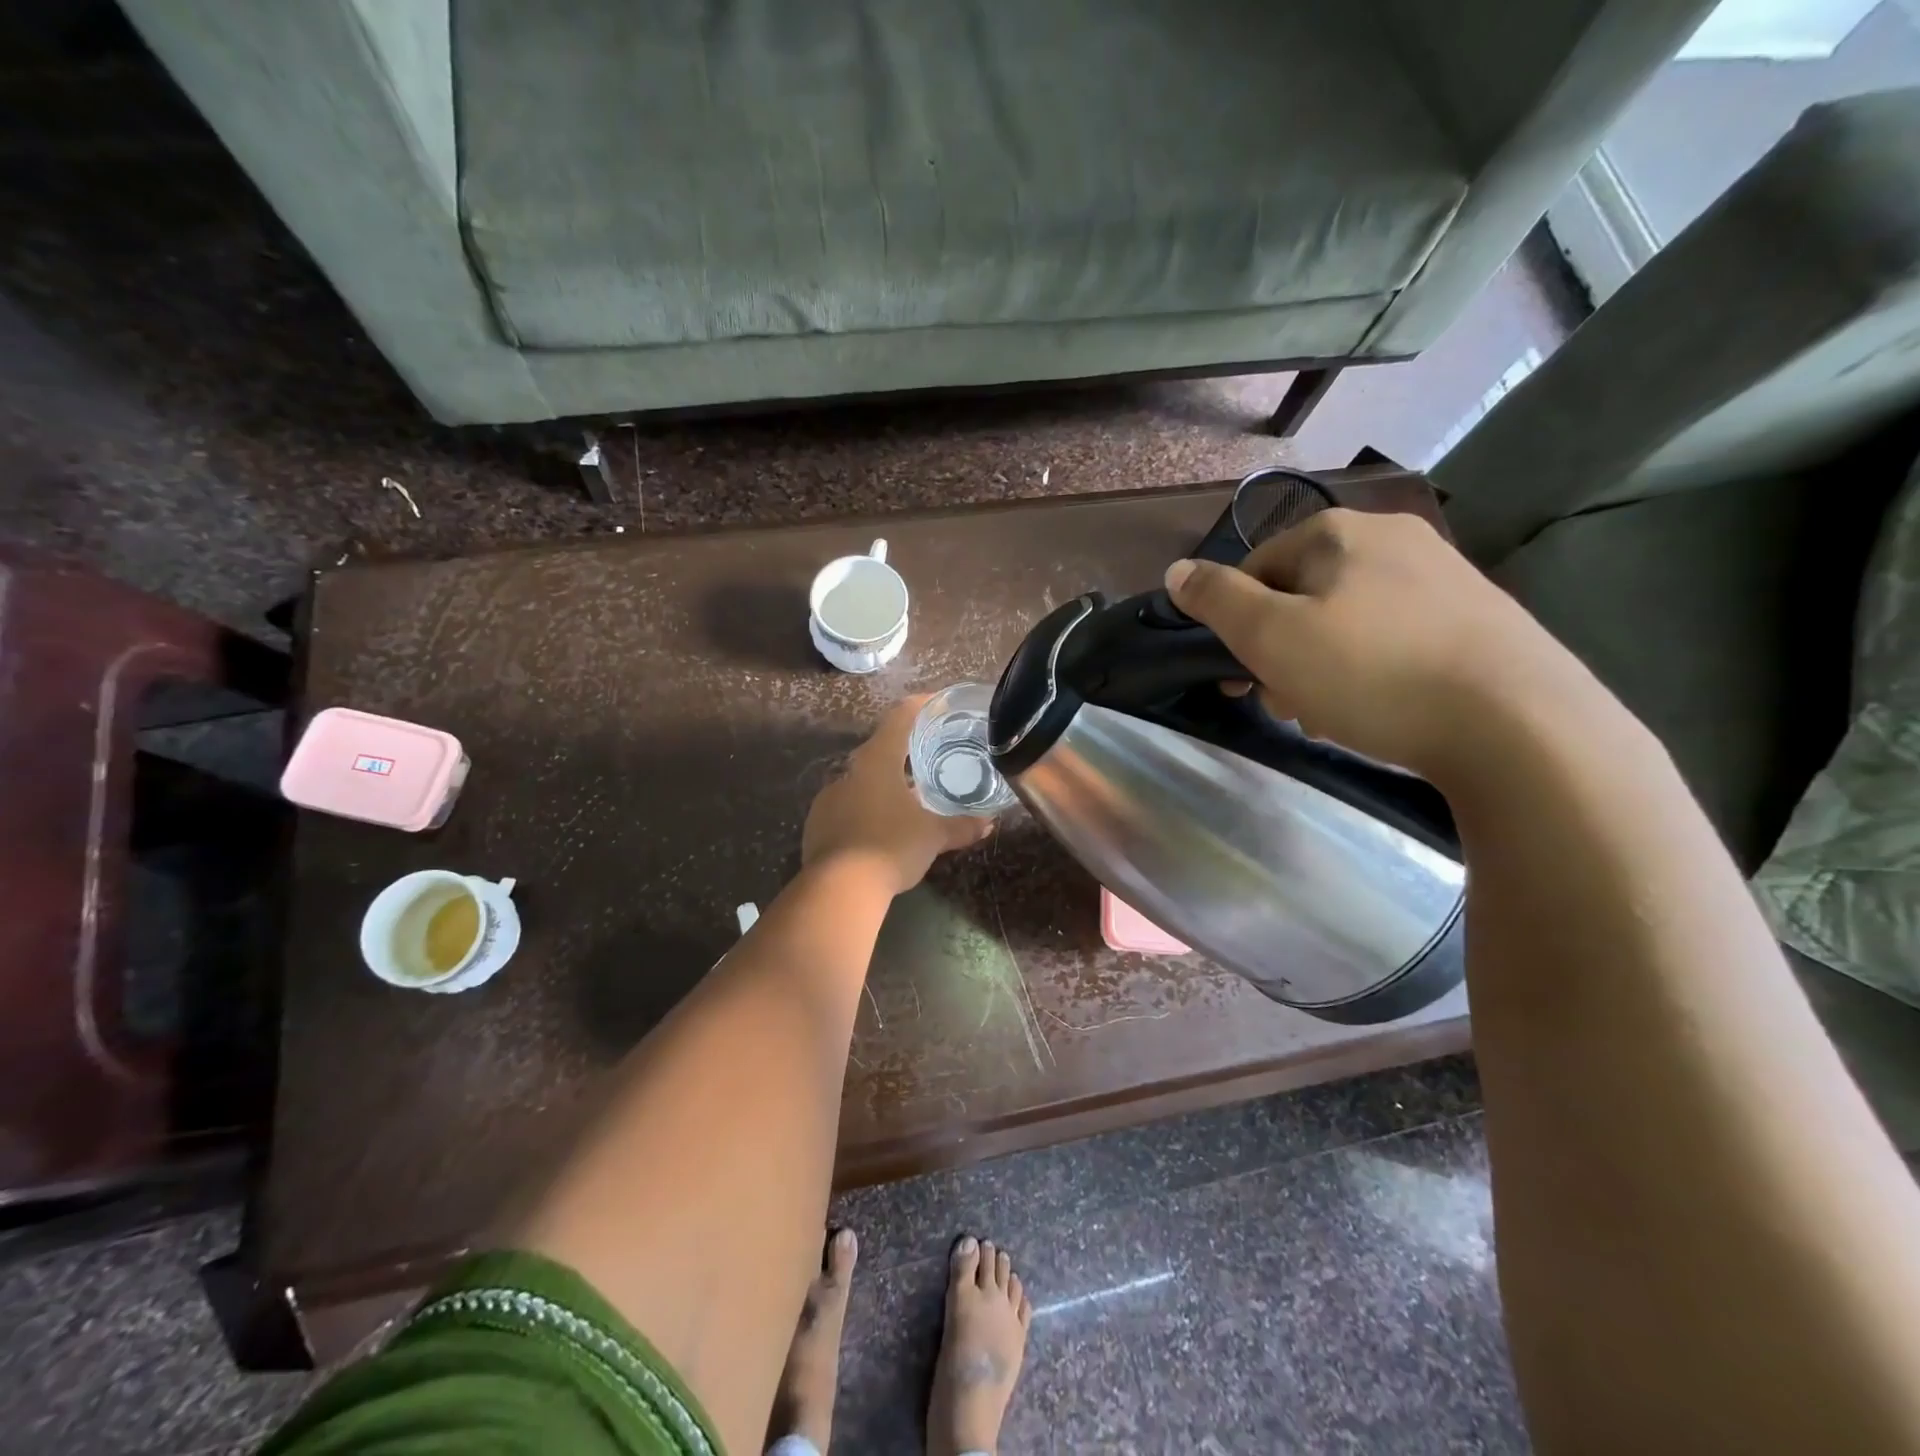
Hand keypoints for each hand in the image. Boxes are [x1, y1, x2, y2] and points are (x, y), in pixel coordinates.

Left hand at [802, 696, 993, 894]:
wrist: (838, 888)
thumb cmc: (891, 846)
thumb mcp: (934, 836)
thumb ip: (961, 826)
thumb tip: (988, 824)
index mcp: (878, 760)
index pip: (900, 717)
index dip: (921, 706)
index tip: (938, 703)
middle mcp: (850, 771)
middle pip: (880, 749)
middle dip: (904, 752)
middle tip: (930, 757)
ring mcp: (829, 797)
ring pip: (862, 781)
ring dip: (884, 784)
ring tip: (908, 798)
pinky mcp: (817, 823)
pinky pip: (847, 807)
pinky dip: (866, 810)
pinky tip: (880, 828)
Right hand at [1164, 508, 1591, 781]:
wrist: (1519, 724)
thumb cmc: (1373, 673)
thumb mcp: (1272, 637)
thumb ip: (1217, 600)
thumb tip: (1176, 571)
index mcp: (1339, 533)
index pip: (1256, 568)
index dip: (1236, 624)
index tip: (1239, 676)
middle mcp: (1393, 539)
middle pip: (1303, 595)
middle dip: (1280, 651)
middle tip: (1284, 703)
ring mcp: (1444, 576)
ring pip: (1348, 621)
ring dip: (1322, 667)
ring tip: (1330, 716)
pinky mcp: (1478, 619)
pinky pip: (1396, 639)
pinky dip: (1372, 672)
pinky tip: (1380, 712)